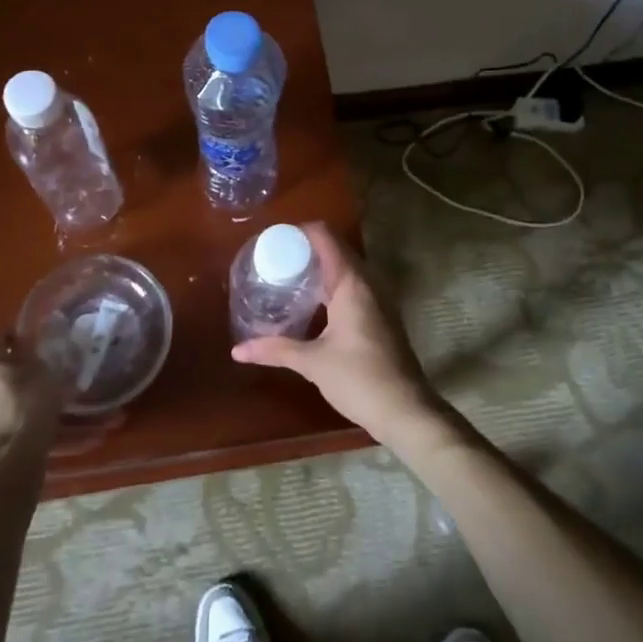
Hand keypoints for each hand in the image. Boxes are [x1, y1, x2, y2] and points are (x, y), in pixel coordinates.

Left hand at [0, 327, 63, 465]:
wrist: (7, 467)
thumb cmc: (27, 410)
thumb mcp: (42, 374)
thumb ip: (34, 354)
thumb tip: (26, 338)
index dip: (12, 332)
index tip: (33, 341)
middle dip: (20, 369)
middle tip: (46, 375)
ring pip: (0, 397)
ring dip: (20, 397)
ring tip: (49, 409)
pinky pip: (3, 423)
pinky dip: (19, 424)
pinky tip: (42, 434)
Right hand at [231, 223, 441, 445]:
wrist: (405, 410)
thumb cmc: (359, 379)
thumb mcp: (312, 363)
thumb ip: (275, 350)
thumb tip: (237, 350)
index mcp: (352, 283)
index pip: (325, 237)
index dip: (300, 231)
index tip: (273, 239)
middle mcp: (368, 283)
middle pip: (335, 249)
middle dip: (305, 249)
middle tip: (274, 259)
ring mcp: (378, 298)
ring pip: (346, 268)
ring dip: (320, 268)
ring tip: (287, 277)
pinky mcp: (381, 315)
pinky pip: (353, 286)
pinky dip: (332, 284)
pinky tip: (312, 303)